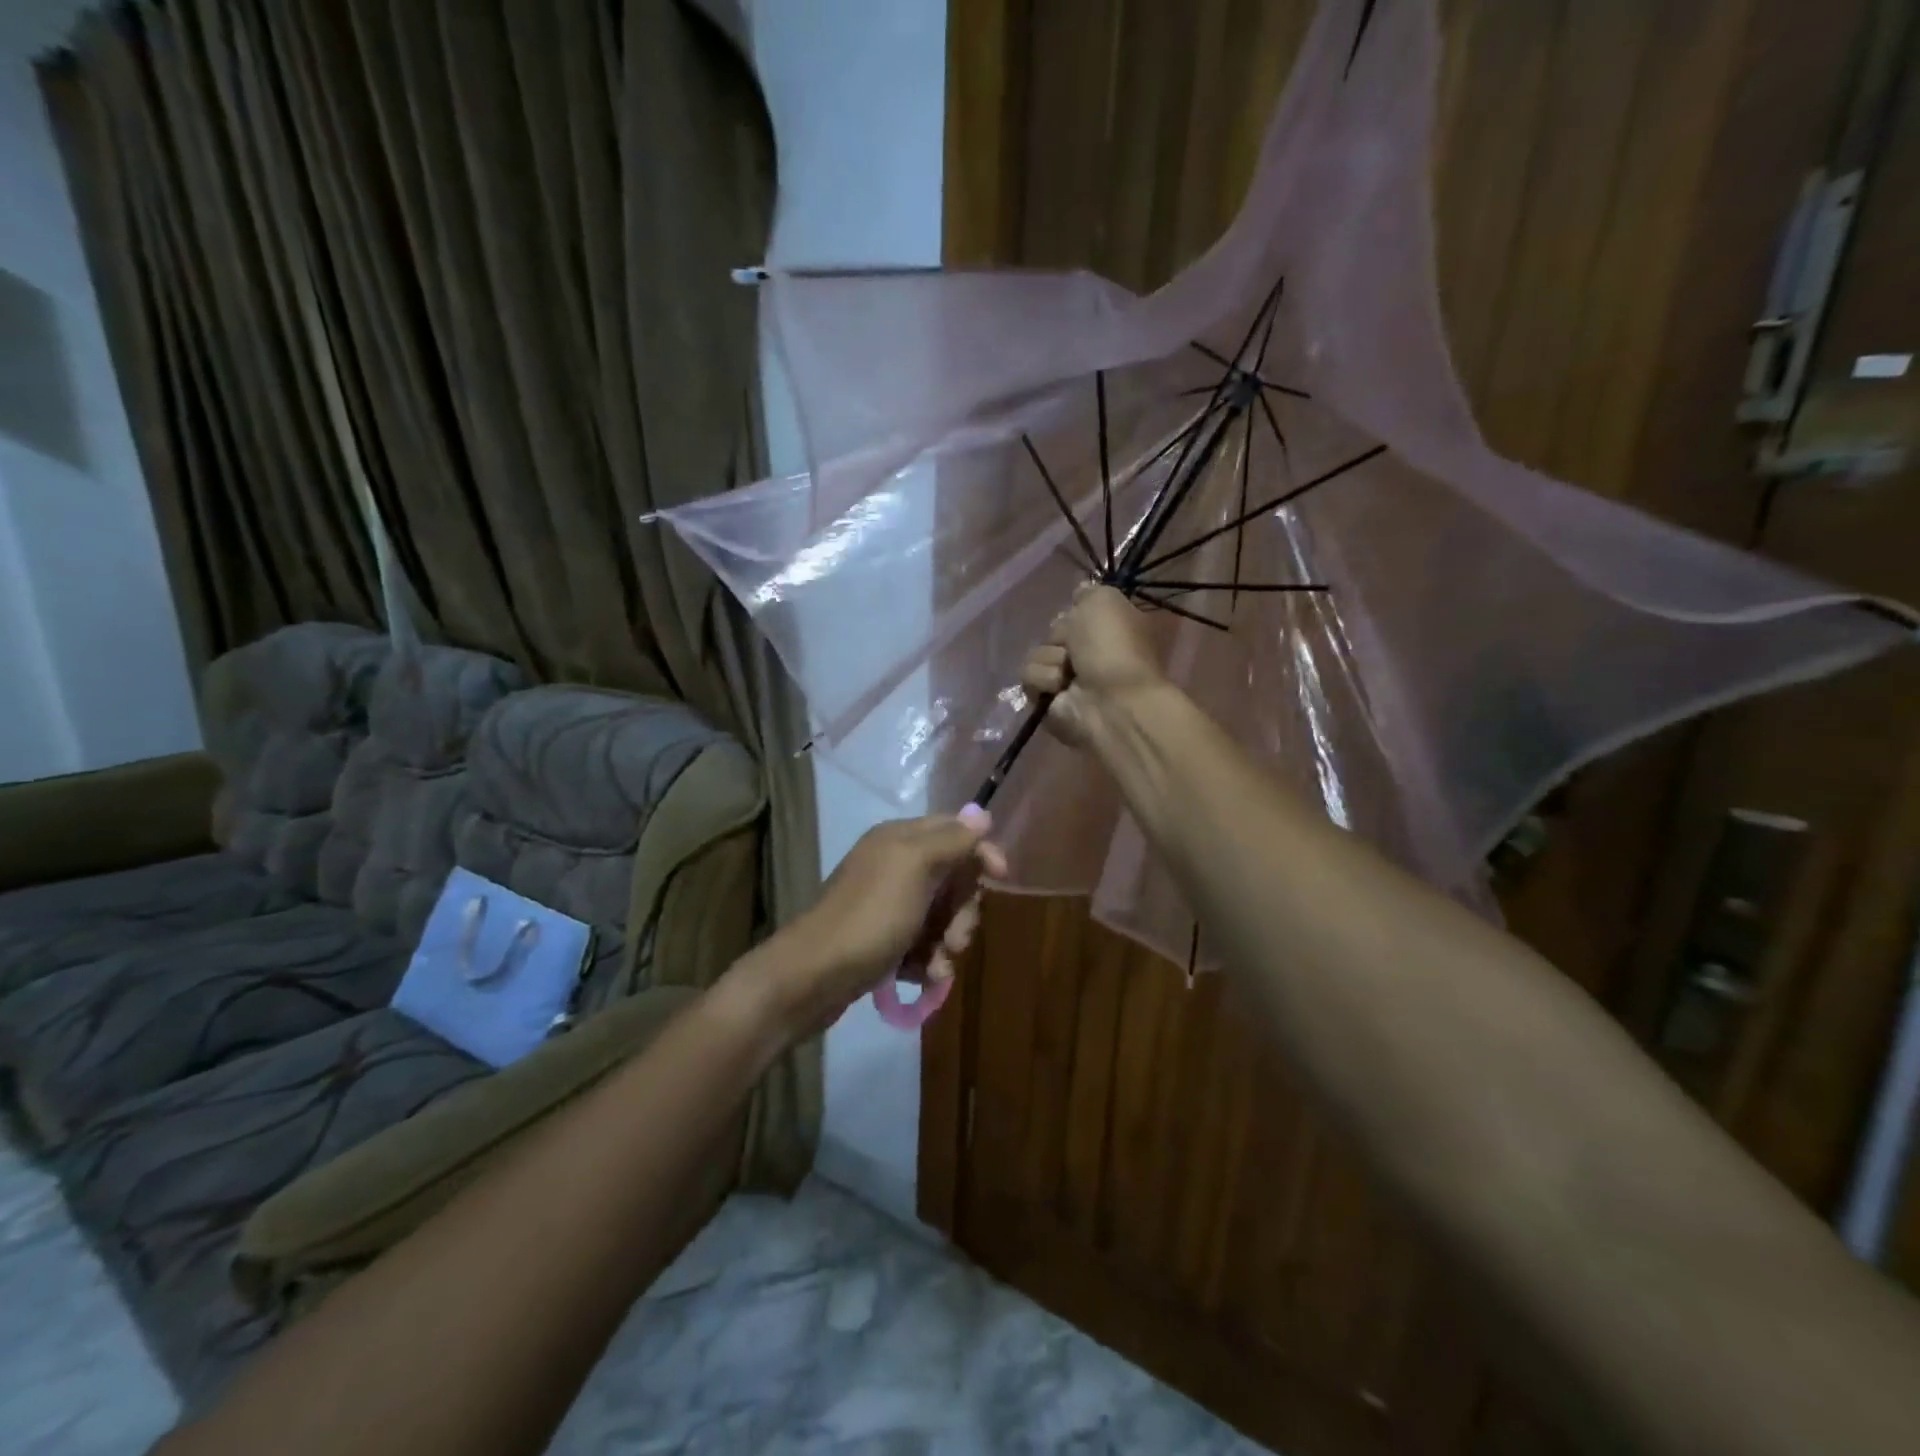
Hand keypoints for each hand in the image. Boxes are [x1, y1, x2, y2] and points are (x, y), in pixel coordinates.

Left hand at [744, 810, 1008, 1036]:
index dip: (981, 852)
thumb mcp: (915, 867)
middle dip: (963, 911)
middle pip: (953, 878)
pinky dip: (928, 961)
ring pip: (941, 916)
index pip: (956, 831)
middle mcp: (896, 865)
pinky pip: (923, 943)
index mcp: (901, 839)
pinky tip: (925, 979)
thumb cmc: (870, 916)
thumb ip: (951, 841)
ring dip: (948, 942)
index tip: (1001, 878)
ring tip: (937, 968)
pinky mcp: (884, 939)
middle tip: (957, 939)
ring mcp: (889, 904)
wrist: (814, 975)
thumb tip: (981, 815)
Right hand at [1022, 585, 1165, 749]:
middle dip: (1060, 635)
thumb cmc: (1113, 647)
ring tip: (1069, 673)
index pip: (1077, 612)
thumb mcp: (1105, 601)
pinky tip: (1060, 687)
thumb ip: (1088, 592)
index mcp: (1109, 631)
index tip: (1078, 611)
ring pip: (1038, 653)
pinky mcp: (1047, 701)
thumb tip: (1078, 591)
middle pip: (1054, 631)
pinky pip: (1029, 676)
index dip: (1075, 612)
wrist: (1110, 701)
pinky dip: (1043, 679)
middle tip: (1075, 646)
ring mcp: (1068, 680)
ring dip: (1051, 658)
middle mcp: (1089, 654)